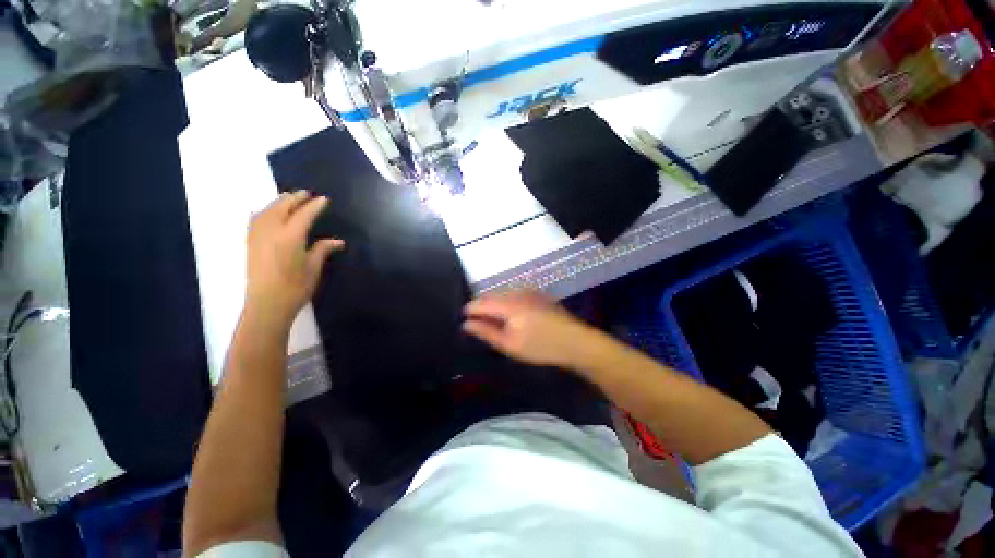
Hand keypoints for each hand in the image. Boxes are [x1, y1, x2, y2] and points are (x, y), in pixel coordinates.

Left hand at [246, 191, 343, 325]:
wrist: (266, 304)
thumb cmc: (295, 288)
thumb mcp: (313, 268)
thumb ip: (323, 250)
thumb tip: (338, 241)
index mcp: (290, 237)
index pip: (304, 215)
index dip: (314, 206)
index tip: (323, 199)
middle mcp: (271, 231)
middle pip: (282, 207)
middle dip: (295, 198)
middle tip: (306, 193)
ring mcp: (257, 236)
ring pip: (266, 211)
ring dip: (278, 202)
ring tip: (288, 198)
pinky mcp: (250, 243)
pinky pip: (255, 220)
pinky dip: (263, 211)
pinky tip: (265, 212)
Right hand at [463, 291, 593, 367]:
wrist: (575, 341)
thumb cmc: (540, 346)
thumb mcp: (509, 344)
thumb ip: (486, 332)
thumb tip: (466, 323)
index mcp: (508, 303)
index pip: (480, 302)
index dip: (470, 310)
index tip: (464, 321)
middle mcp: (517, 291)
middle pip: (492, 296)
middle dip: (483, 307)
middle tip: (480, 324)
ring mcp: (529, 290)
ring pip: (504, 294)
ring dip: (496, 305)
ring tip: (495, 321)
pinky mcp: (538, 294)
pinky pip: (515, 295)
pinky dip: (508, 303)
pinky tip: (513, 316)